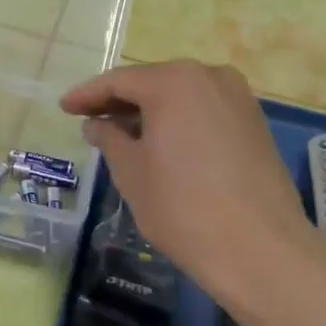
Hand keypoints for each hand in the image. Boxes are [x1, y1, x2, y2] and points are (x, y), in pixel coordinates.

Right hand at [61, 62, 310, 306]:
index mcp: (174, 82)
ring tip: (123, 135)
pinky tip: (163, 144)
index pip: (119, 81)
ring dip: (151, 112)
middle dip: (121, 102)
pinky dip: (180, 121)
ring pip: (182, 96)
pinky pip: (205, 110)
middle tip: (91, 121)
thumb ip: (110, 139)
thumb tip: (97, 124)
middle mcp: (210, 76)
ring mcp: (238, 98)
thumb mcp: (132, 173)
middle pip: (153, 83)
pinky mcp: (255, 122)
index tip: (64, 108)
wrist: (261, 249)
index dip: (88, 95)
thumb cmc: (183, 208)